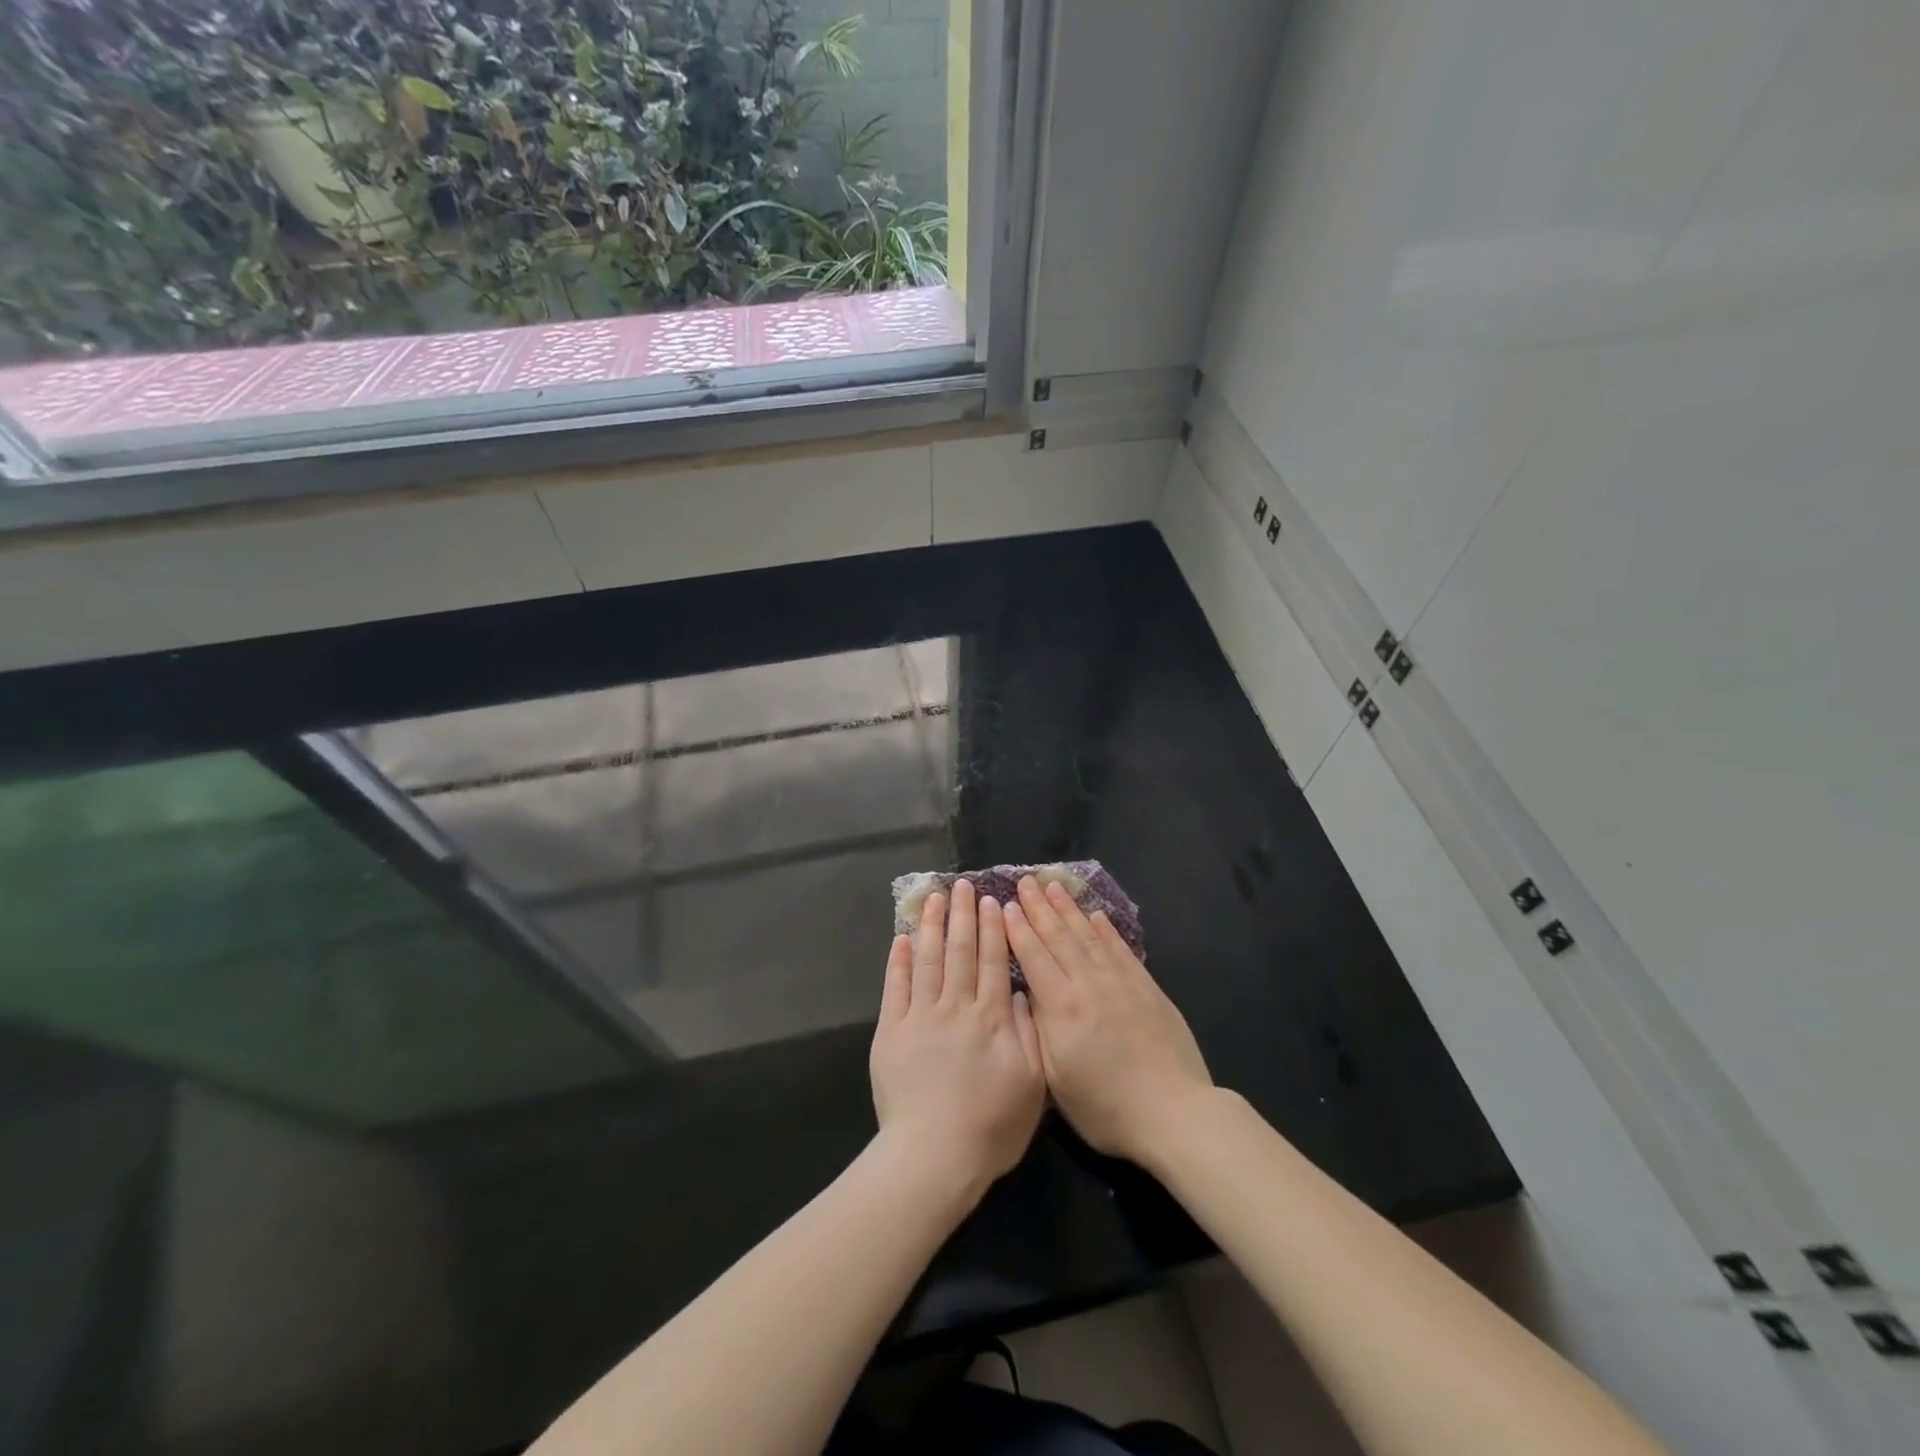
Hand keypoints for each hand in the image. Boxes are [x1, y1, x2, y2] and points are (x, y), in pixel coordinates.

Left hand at [869, 880, 1046, 1195]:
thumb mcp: (1031, 1084)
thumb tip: (1023, 991)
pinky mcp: (891, 1031)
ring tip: (933, 898)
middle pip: (960, 951)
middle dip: (962, 915)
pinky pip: (895, 987)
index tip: (990, 901)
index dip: (992, 929)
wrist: (935, 1156)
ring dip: (930, 926)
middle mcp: (956, 1007)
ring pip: (927, 960)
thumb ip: (1028, 1032)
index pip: (994, 962)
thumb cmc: (991, 1127)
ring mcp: (920, 1017)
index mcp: (992, 1018)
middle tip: (961, 884)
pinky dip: (898, 960)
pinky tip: (901, 937)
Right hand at [1004, 875, 1213, 1166]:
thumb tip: (1027, 993)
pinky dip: (1106, 930)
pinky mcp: (1147, 988)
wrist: (1174, 1113)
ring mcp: (1121, 982)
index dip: (1018, 928)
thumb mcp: (1055, 1078)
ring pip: (1089, 936)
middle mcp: (1089, 984)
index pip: (1034, 956)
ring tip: (1054, 886)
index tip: (1005, 904)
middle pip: (1059, 937)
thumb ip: (1039, 1030)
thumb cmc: (1106, 1107)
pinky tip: (1097, 916)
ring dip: (1069, 909)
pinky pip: (1121, 949)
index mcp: (1062, 1007)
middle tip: (1025, 881)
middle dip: (1039, 907)